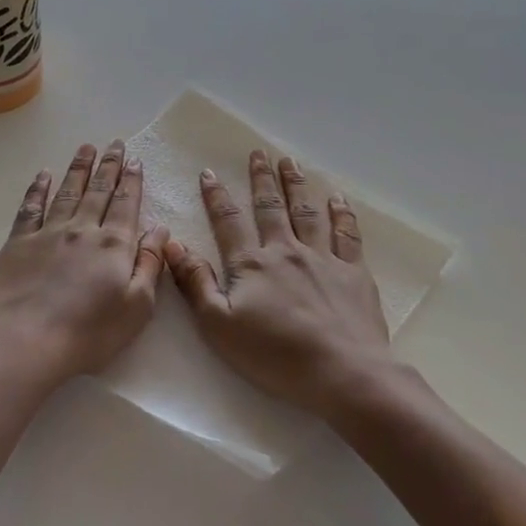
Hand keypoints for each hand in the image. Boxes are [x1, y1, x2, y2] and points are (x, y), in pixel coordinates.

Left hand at [0, 141, 169, 384]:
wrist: (26, 342)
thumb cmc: (90, 333)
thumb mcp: (137, 306)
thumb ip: (150, 264)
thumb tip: (160, 229)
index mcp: (114, 245)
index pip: (126, 204)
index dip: (131, 180)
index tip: (134, 160)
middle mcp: (82, 229)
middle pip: (98, 191)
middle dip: (108, 165)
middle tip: (114, 143)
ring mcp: (48, 233)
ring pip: (67, 192)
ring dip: (78, 169)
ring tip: (86, 148)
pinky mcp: (18, 243)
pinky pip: (30, 207)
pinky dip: (38, 188)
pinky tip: (43, 175)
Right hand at [163, 150, 389, 418]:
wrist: (342, 371)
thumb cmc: (274, 355)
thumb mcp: (219, 325)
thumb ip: (195, 282)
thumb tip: (171, 243)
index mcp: (252, 263)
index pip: (229, 221)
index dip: (216, 196)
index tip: (209, 173)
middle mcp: (286, 251)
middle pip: (271, 207)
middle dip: (261, 179)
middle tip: (258, 153)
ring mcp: (323, 258)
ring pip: (307, 212)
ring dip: (296, 184)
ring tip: (290, 162)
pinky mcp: (353, 272)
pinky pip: (347, 234)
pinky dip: (341, 213)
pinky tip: (337, 198)